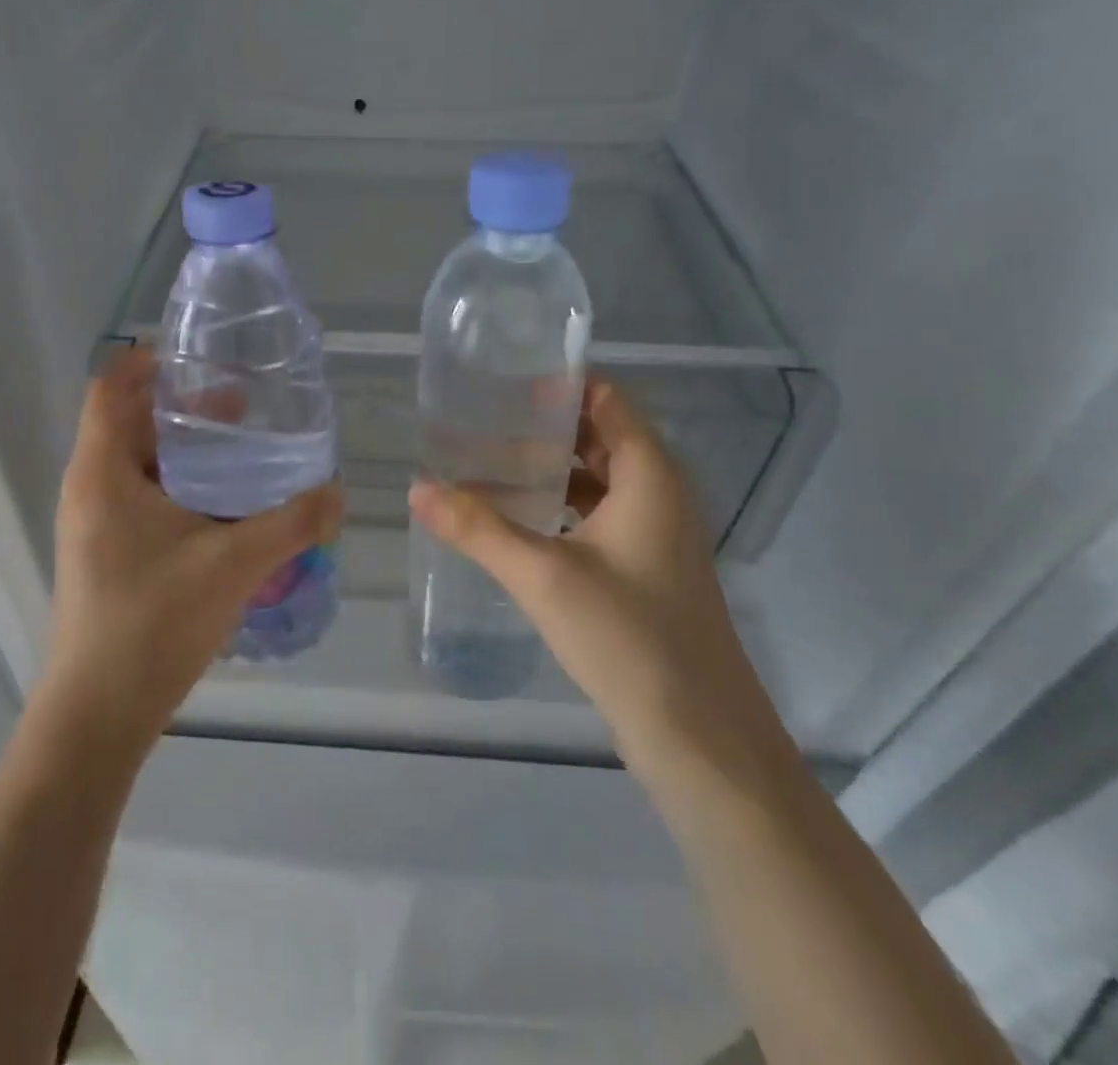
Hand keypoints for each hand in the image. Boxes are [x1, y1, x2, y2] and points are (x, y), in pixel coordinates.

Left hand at [44, 348, 343, 756]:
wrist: (98, 715)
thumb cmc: (154, 622)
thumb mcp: (234, 563)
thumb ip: (292, 523)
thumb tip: (340, 493)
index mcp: (102, 473)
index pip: (110, 388)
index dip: (147, 361)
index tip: (198, 356)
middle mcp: (89, 489)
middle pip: (128, 422)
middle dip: (182, 407)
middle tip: (239, 403)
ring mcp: (93, 525)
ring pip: (137, 464)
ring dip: (183, 450)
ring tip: (239, 449)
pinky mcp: (105, 554)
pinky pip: (140, 498)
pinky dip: (178, 486)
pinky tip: (222, 506)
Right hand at [409, 377, 791, 783]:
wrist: (700, 738)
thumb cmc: (629, 639)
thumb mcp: (543, 576)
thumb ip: (478, 527)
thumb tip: (417, 488)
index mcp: (650, 475)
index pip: (605, 400)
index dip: (556, 385)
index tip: (500, 380)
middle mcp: (659, 492)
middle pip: (597, 436)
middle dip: (540, 426)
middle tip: (477, 420)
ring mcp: (654, 533)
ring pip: (596, 478)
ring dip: (547, 468)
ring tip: (484, 461)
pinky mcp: (644, 568)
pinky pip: (597, 514)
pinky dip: (558, 505)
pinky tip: (514, 518)